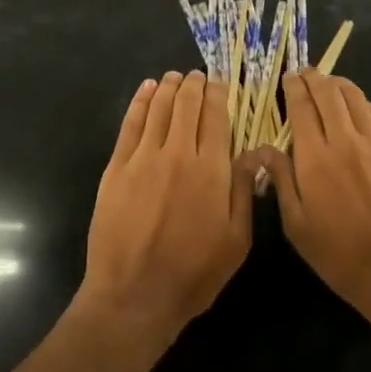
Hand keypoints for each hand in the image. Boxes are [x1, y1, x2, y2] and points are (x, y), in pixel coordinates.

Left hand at [78, 71, 251, 351]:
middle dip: (194, 85)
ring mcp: (144, 158)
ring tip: (174, 77)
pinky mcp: (117, 167)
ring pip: (159, 108)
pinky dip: (140, 102)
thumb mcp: (237, 240)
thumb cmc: (194, 273)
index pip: (216, 116)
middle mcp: (178, 153)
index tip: (220, 84)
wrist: (134, 295)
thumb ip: (243, 190)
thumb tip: (254, 152)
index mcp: (212, 170)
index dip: (218, 94)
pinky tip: (146, 90)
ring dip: (168, 87)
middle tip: (197, 76)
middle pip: (186, 105)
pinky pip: (131, 124)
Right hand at [253, 73, 370, 334]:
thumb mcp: (297, 225)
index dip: (294, 88)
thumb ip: (281, 181)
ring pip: (355, 98)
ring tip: (328, 83)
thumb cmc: (340, 254)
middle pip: (329, 94)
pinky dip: (362, 102)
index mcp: (315, 158)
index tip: (288, 78)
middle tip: (305, 73)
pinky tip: (356, 105)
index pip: (302, 107)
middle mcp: (346, 140)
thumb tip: (264, 149)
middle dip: (314, 78)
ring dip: (338, 85)